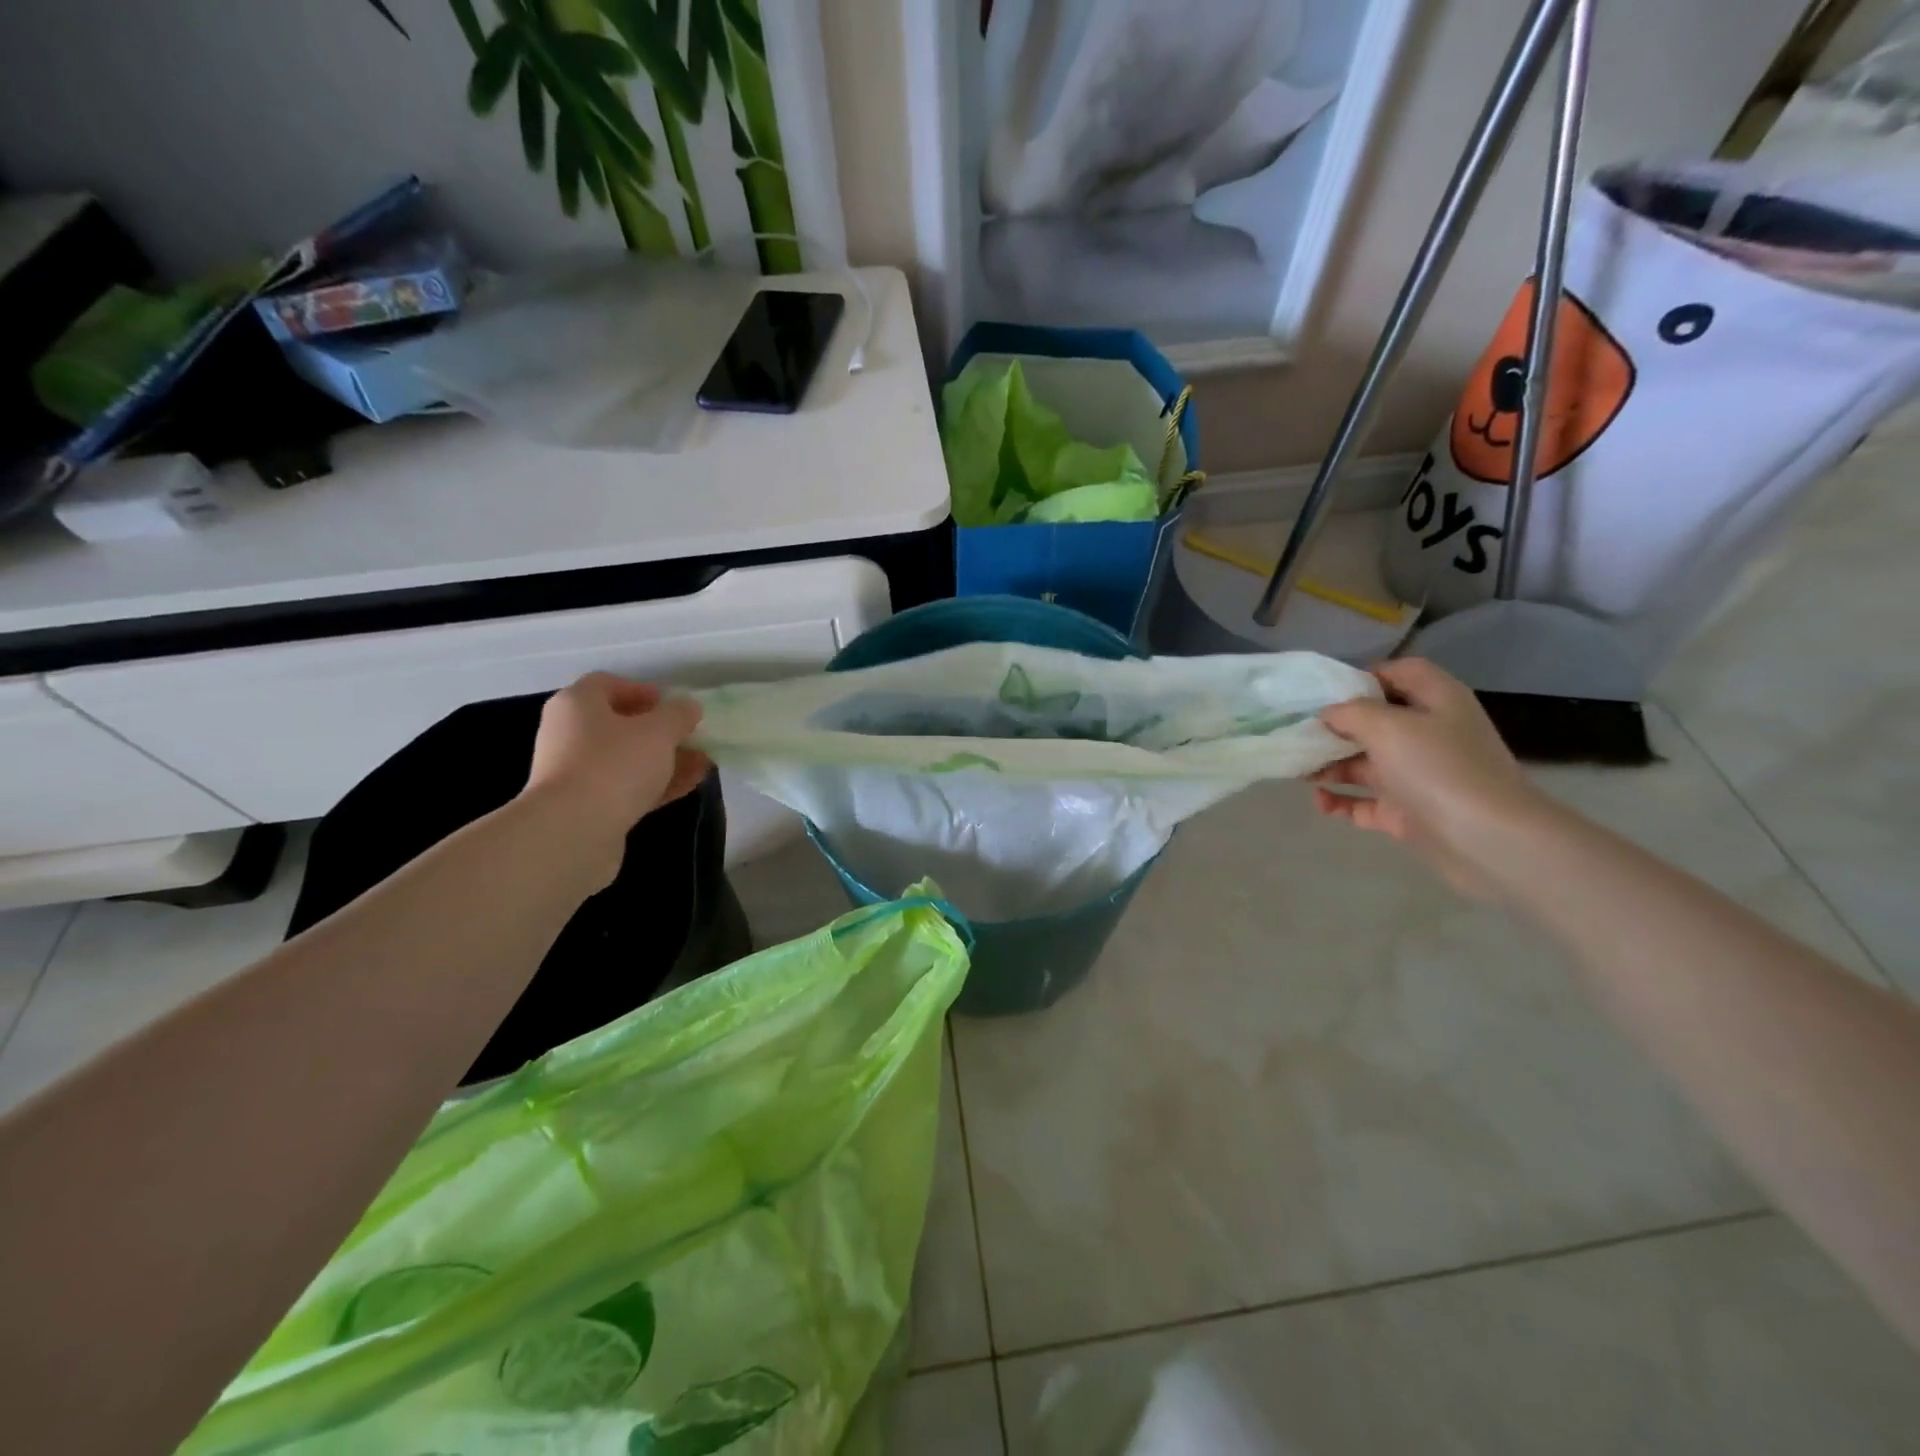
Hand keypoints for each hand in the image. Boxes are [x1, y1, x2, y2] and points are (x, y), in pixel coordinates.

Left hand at [520, 674, 711, 864]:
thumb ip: (678, 714)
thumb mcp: (658, 731)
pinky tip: (691, 784)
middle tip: (692, 736)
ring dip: (665, 759)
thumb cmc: (614, 765)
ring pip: (628, 759)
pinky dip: (657, 784)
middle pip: (619, 725)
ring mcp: (576, 774)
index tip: (673, 704)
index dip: (642, 690)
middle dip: (661, 730)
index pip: (607, 684)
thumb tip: (688, 707)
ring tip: (703, 762)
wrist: (573, 832)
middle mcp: (569, 735)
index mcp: (577, 705)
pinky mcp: (588, 807)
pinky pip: (627, 787)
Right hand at [1311, 658, 1546, 897]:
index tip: (1324, 693)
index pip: (1400, 673)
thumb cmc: (1439, 769)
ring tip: (1297, 771)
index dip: (1364, 676)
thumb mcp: (1388, 727)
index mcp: (1435, 702)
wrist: (1488, 840)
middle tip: (1297, 735)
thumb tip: (1328, 714)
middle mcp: (1429, 734)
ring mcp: (1419, 776)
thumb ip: (1350, 713)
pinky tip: (1320, 802)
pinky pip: (1366, 802)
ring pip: (1366, 763)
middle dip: (1335, 728)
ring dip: (1331, 765)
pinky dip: (1342, 801)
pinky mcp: (1410, 812)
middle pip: (1375, 721)